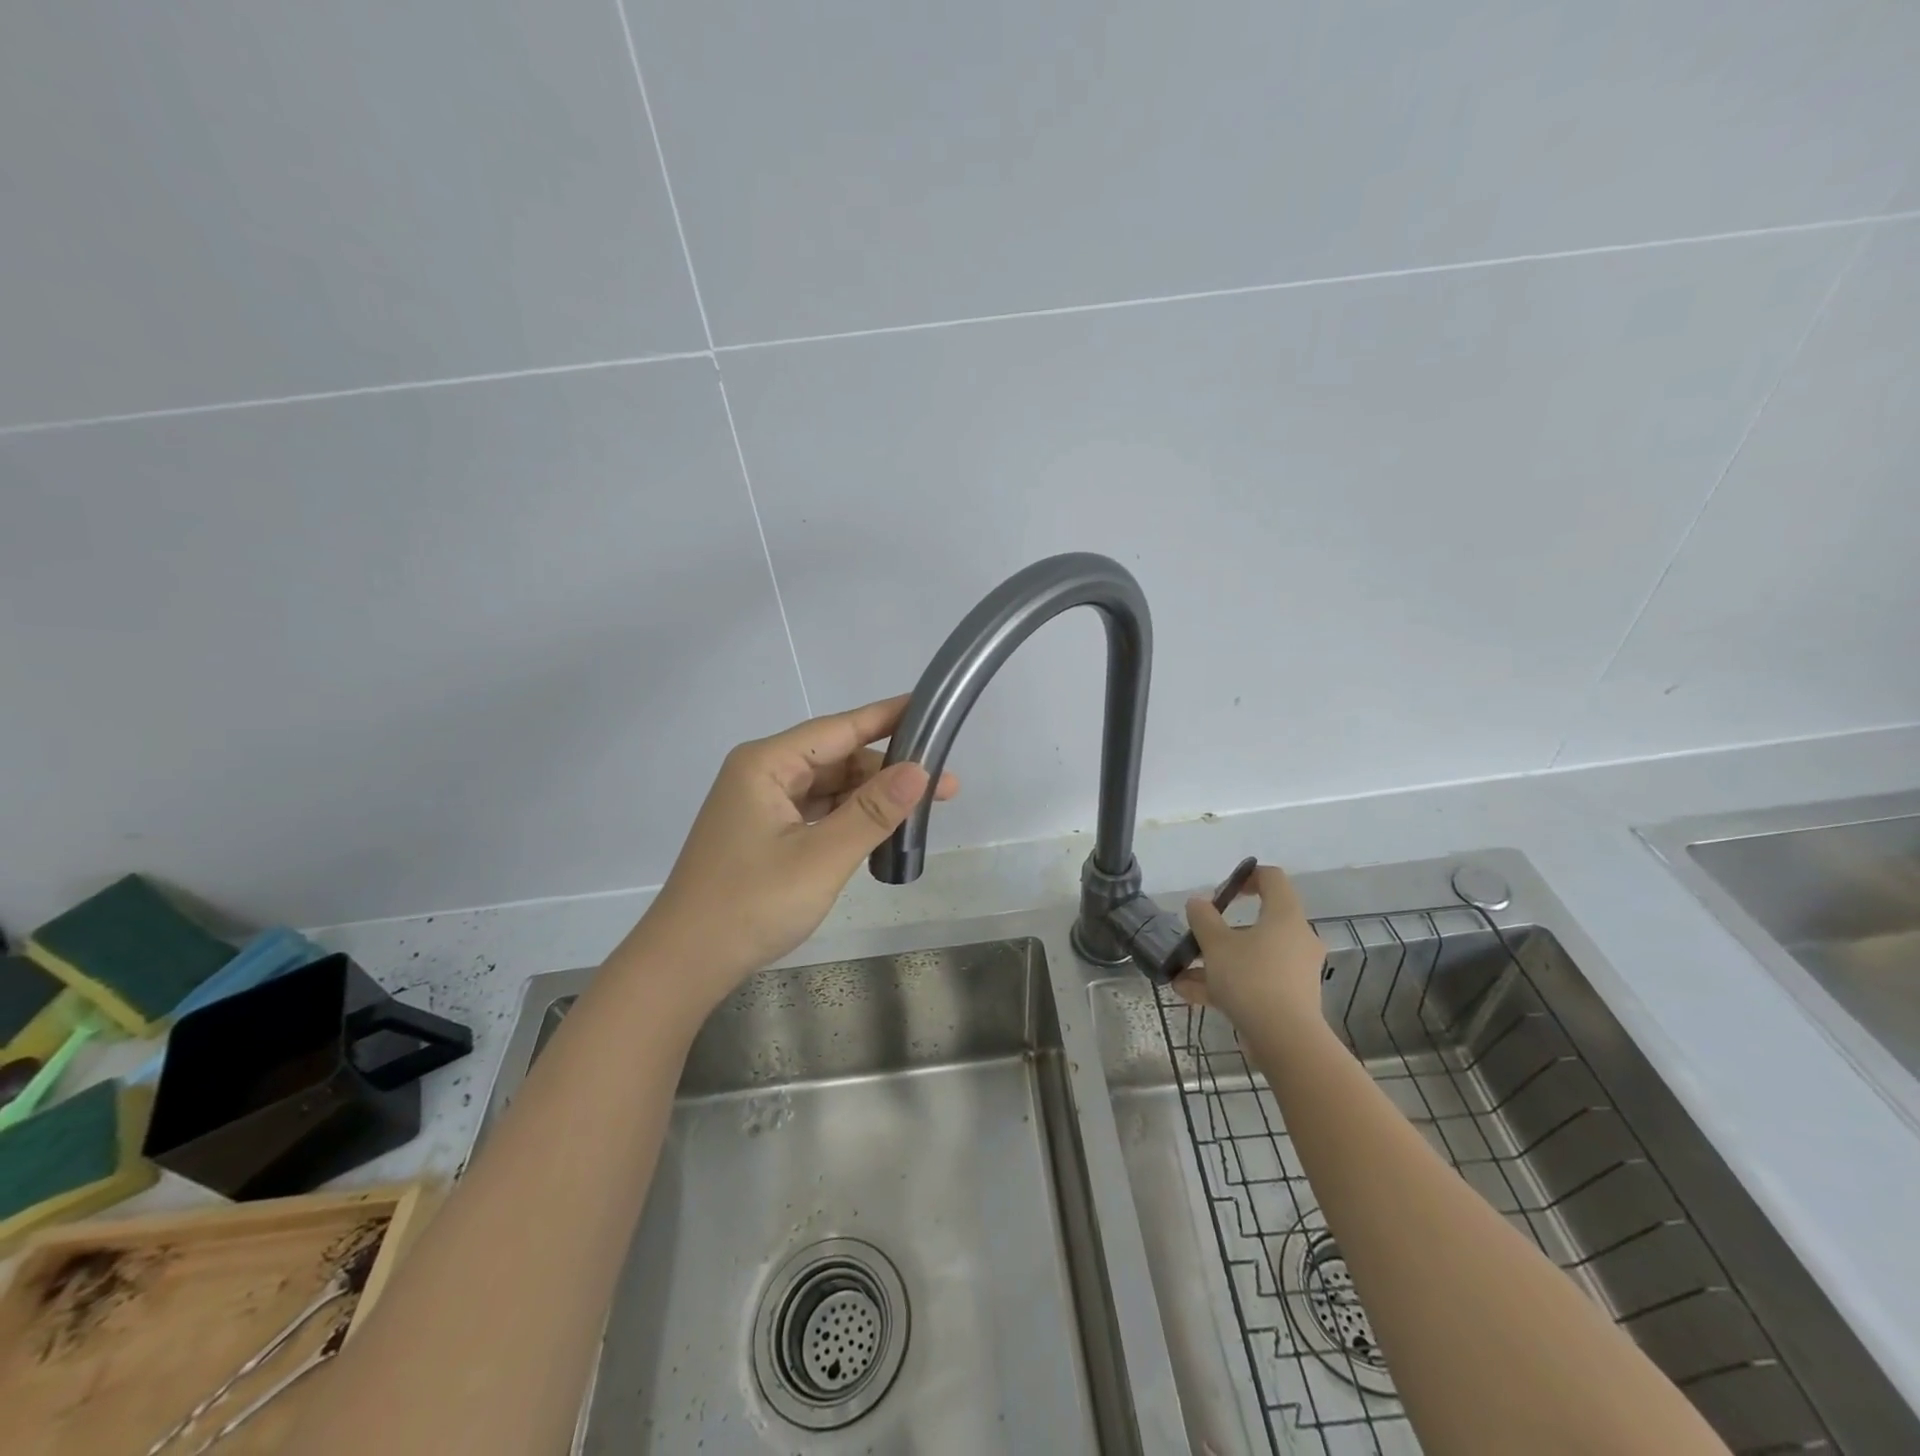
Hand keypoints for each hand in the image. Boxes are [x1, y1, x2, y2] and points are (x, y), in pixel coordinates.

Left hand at [624, 696, 957, 1012]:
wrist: (685, 963)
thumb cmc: (751, 905)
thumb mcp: (821, 857)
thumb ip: (873, 812)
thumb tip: (921, 771)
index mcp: (766, 764)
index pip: (839, 728)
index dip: (887, 718)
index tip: (930, 708)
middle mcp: (761, 773)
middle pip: (836, 758)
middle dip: (887, 771)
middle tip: (944, 787)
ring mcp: (760, 804)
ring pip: (828, 787)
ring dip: (870, 798)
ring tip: (919, 812)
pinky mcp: (763, 833)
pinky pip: (816, 811)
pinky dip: (848, 818)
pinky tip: (879, 831)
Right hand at [1174, 864, 1327, 1029]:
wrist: (1286, 1040)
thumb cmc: (1251, 979)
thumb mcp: (1216, 944)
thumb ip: (1203, 918)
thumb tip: (1197, 903)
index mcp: (1284, 916)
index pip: (1272, 879)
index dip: (1247, 876)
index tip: (1222, 891)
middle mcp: (1296, 939)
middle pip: (1258, 923)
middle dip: (1221, 932)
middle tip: (1198, 939)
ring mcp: (1295, 970)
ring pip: (1251, 956)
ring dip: (1217, 963)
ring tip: (1182, 975)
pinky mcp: (1291, 998)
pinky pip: (1255, 981)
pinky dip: (1227, 984)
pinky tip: (1191, 996)